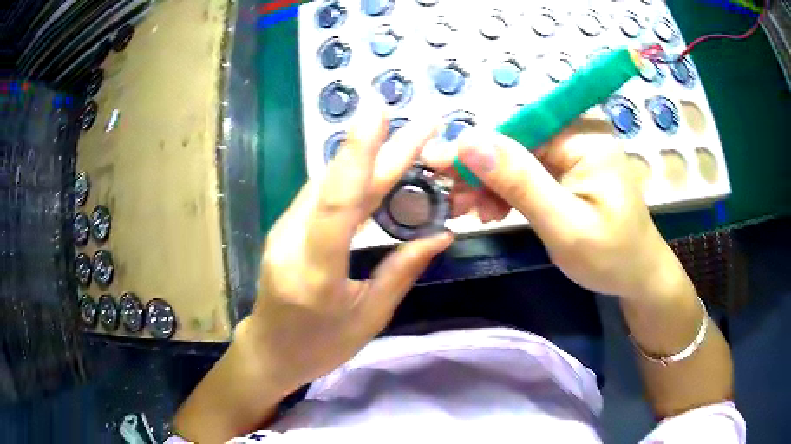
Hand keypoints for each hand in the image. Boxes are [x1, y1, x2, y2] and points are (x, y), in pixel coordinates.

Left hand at [245, 108, 452, 391]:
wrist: (270, 351)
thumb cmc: (320, 345)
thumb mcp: (369, 317)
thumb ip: (402, 271)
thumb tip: (441, 234)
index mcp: (317, 273)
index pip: (338, 203)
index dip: (358, 153)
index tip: (378, 112)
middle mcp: (293, 242)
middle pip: (338, 184)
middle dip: (381, 148)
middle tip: (421, 124)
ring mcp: (284, 231)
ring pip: (329, 184)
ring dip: (368, 159)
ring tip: (407, 141)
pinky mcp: (285, 228)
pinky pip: (322, 195)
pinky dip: (352, 177)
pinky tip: (377, 167)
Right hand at [423, 119, 677, 298]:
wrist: (638, 276)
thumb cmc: (611, 257)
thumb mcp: (564, 225)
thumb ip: (520, 183)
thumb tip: (470, 141)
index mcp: (584, 138)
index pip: (517, 130)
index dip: (475, 149)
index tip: (435, 168)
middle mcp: (577, 135)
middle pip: (514, 143)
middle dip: (479, 172)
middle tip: (451, 202)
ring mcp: (573, 152)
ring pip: (516, 159)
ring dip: (488, 184)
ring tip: (469, 212)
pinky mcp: (568, 170)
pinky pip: (528, 173)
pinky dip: (506, 191)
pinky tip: (492, 210)